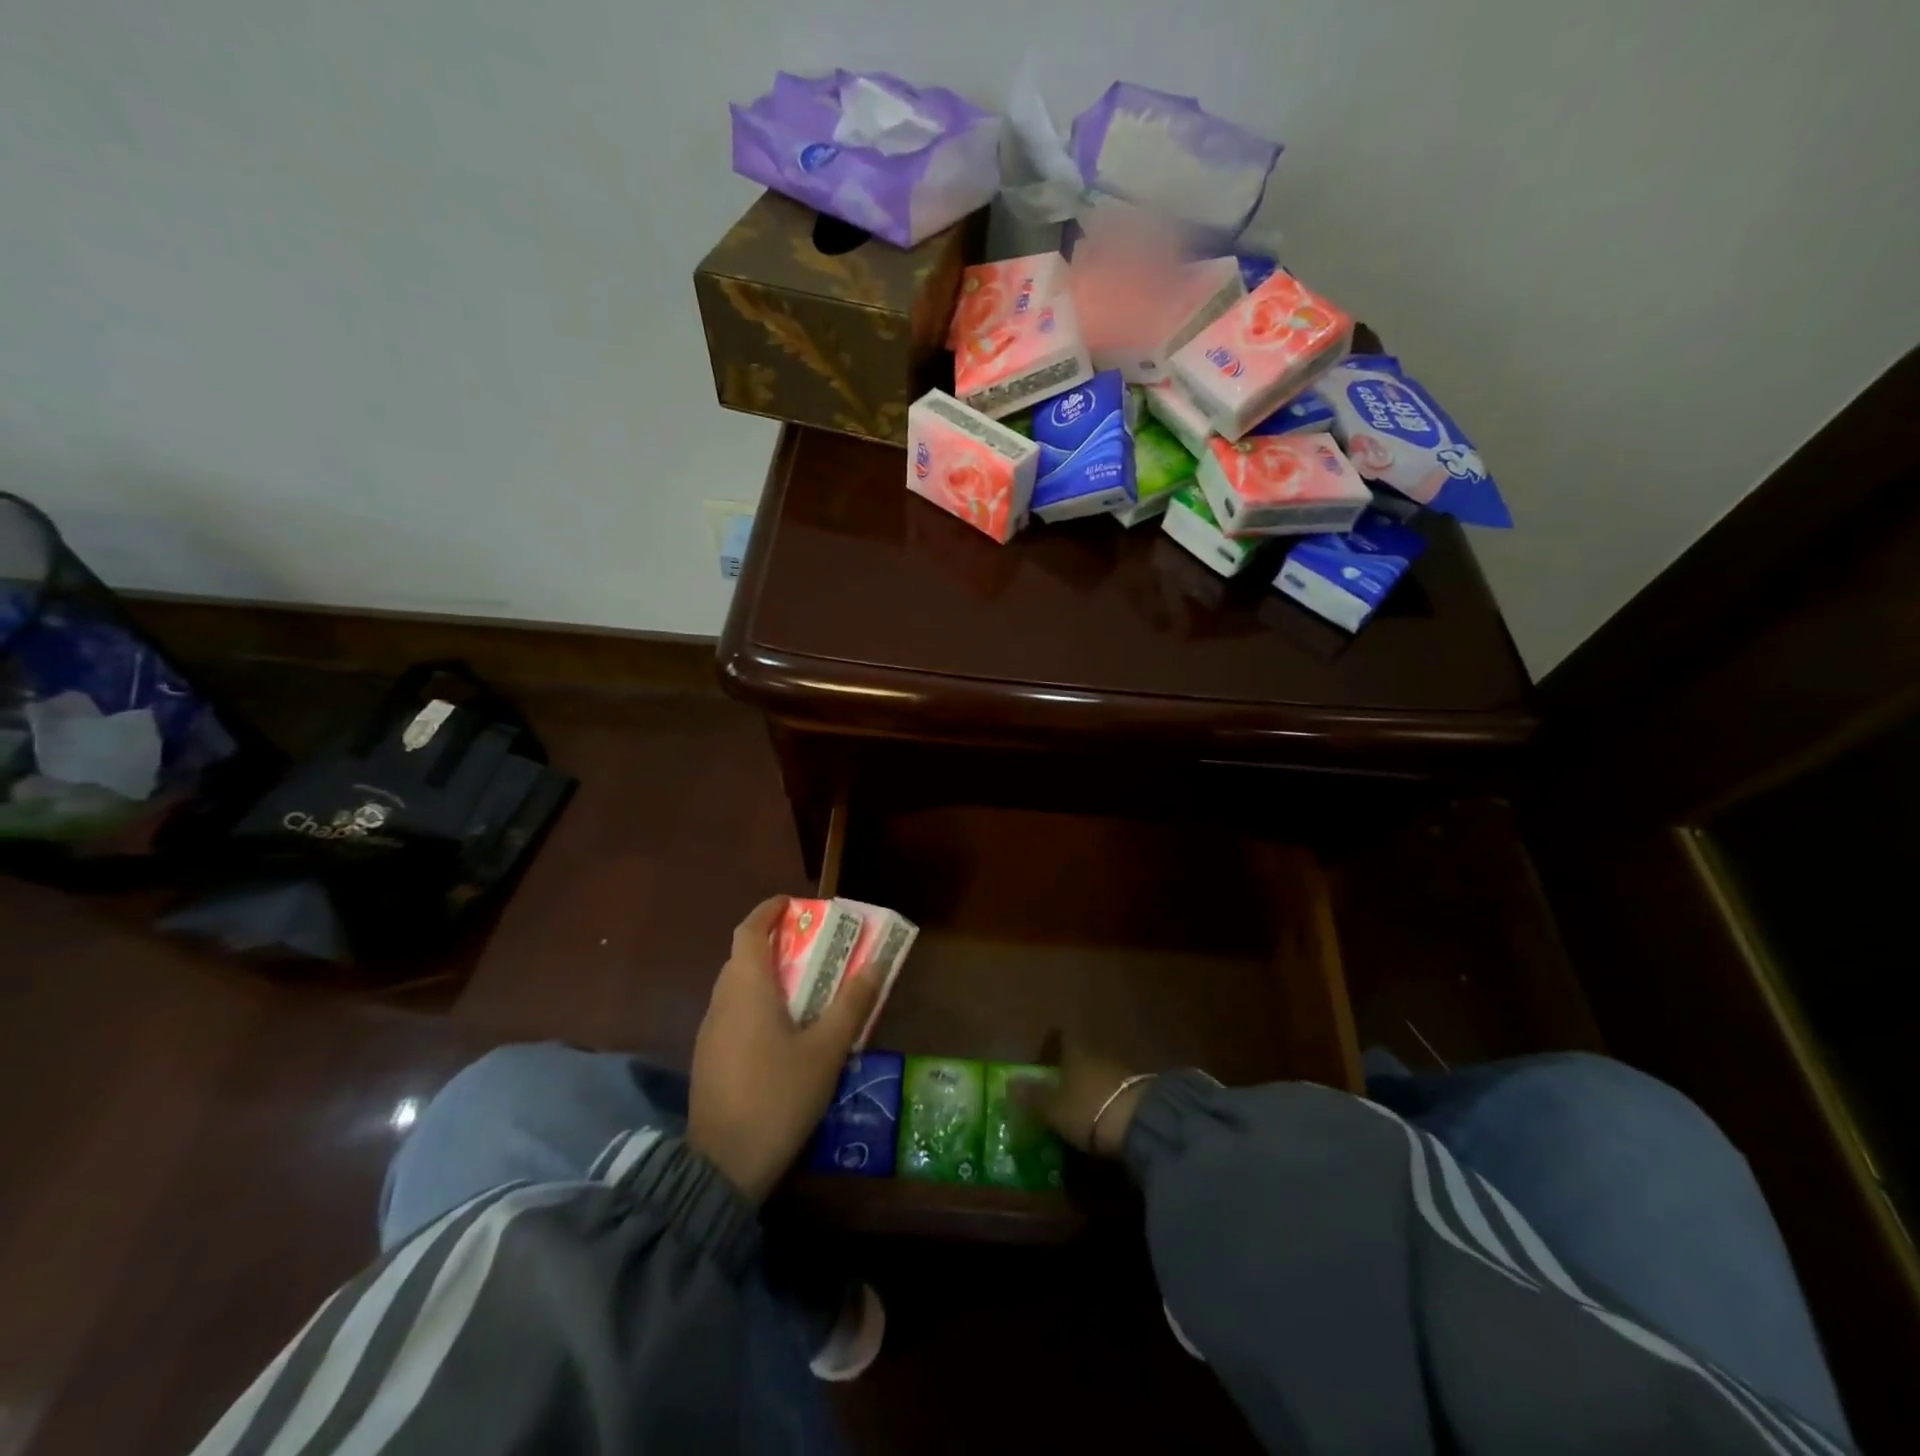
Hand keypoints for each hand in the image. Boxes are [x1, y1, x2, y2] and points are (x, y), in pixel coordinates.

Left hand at [688, 896, 882, 1203]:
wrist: (723, 1166)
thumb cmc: (778, 1095)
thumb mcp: (826, 1049)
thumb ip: (851, 1004)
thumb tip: (876, 964)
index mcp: (747, 988)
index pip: (749, 931)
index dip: (768, 911)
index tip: (793, 903)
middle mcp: (722, 1002)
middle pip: (742, 957)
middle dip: (774, 943)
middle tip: (811, 946)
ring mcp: (710, 1033)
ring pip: (737, 988)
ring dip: (766, 976)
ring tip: (804, 987)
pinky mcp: (709, 1060)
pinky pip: (733, 1014)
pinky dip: (757, 1005)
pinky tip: (783, 1032)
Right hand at [1023, 1037, 1151, 1158]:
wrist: (1140, 1123)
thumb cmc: (1087, 1109)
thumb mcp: (1053, 1108)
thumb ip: (1033, 1096)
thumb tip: (1010, 1081)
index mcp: (1074, 1052)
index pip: (1063, 1039)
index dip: (1055, 1044)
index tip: (1048, 1055)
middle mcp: (1097, 1054)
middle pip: (1082, 1056)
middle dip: (1073, 1069)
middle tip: (1061, 1086)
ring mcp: (1121, 1070)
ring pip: (1100, 1072)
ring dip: (1092, 1084)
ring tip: (1082, 1105)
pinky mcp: (1140, 1090)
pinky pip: (1116, 1089)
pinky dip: (1108, 1098)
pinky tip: (1104, 1115)